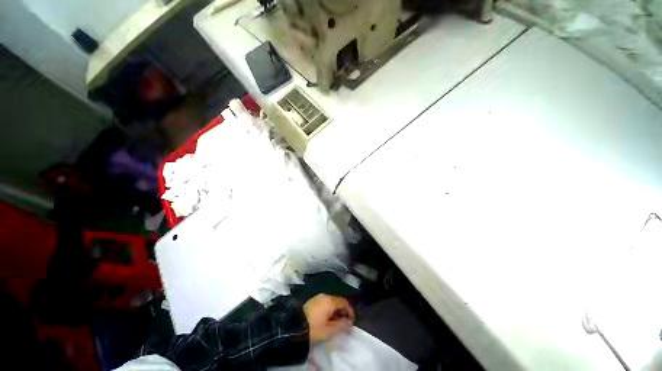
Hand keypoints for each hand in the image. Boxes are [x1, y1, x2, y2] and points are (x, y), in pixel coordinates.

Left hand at [303, 294, 354, 342]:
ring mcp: (318, 297)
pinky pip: (325, 303)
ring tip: (336, 323)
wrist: (294, 326)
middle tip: (345, 324)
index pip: (344, 302)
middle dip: (343, 312)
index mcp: (330, 301)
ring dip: (336, 311)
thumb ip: (341, 325)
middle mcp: (325, 296)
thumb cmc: (314, 328)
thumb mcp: (329, 331)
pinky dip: (329, 310)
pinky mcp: (313, 301)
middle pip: (338, 301)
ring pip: (331, 302)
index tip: (352, 322)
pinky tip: (327, 319)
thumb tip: (349, 322)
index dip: (350, 311)